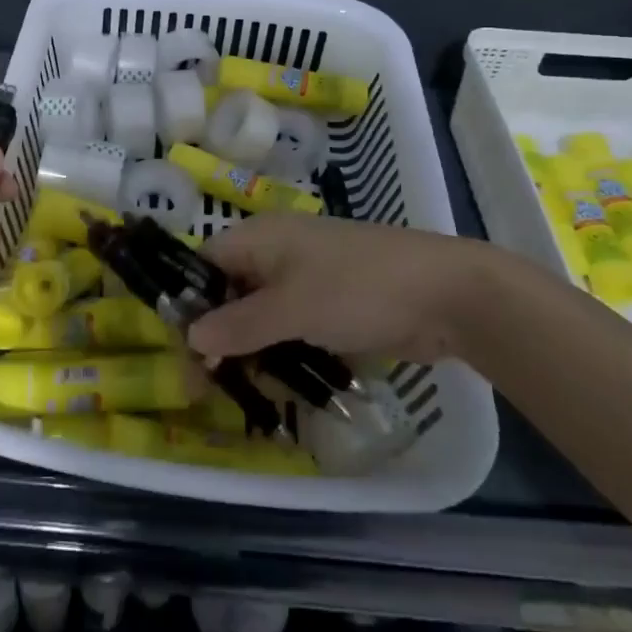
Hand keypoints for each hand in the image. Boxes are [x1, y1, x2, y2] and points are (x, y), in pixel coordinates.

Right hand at [188, 216, 522, 367]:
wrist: (447, 295)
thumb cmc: (358, 290)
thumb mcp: (291, 309)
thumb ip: (238, 325)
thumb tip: (190, 337)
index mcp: (260, 238)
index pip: (204, 265)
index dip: (188, 304)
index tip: (184, 353)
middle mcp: (277, 253)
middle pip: (230, 293)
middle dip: (218, 337)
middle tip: (208, 388)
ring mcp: (308, 278)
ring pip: (261, 314)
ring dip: (250, 351)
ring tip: (243, 393)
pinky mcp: (332, 304)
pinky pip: (292, 327)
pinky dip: (282, 352)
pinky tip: (280, 385)